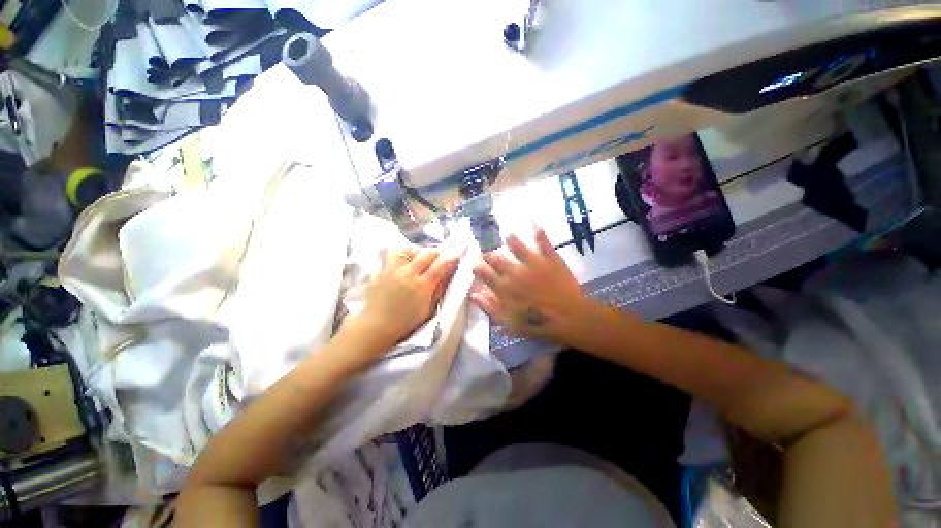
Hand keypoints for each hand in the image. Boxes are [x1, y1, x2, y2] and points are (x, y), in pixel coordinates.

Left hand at [352, 244, 460, 351]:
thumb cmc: (405, 322)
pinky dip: (403, 253)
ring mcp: (394, 269)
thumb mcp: (428, 309)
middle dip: (438, 252)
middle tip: (441, 256)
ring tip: (420, 258)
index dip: (452, 258)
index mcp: (422, 287)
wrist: (376, 325)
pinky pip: (394, 253)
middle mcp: (409, 274)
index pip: (441, 266)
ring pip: (409, 249)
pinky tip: (405, 261)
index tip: (457, 254)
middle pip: (427, 253)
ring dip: (418, 251)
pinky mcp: (383, 269)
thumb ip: (438, 290)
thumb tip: (448, 275)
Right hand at [471, 226, 600, 344]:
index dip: (477, 267)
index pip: (484, 273)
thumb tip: (474, 293)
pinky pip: (543, 242)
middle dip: (488, 253)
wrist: (569, 319)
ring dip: (510, 239)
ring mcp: (533, 263)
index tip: (475, 265)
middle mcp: (515, 272)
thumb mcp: (509, 323)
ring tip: (507, 235)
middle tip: (487, 251)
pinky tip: (533, 222)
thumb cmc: (537, 325)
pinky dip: (538, 231)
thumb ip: (490, 307)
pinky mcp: (550, 259)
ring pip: (517, 246)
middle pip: (496, 258)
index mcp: (504, 288)